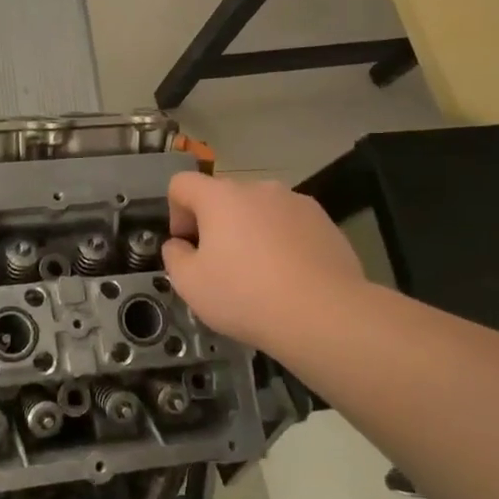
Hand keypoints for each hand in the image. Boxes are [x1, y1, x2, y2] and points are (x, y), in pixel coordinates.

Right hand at [162, 172, 366, 356]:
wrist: (324, 314)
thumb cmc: (245, 295)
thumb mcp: (189, 284)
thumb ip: (174, 256)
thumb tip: (180, 244)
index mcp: (220, 197)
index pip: (182, 184)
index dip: (175, 213)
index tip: (188, 247)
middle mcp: (258, 188)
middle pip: (223, 198)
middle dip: (215, 226)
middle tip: (221, 268)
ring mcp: (296, 202)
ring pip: (259, 211)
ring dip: (250, 233)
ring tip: (260, 275)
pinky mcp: (325, 222)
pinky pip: (289, 225)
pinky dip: (281, 243)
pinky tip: (289, 277)